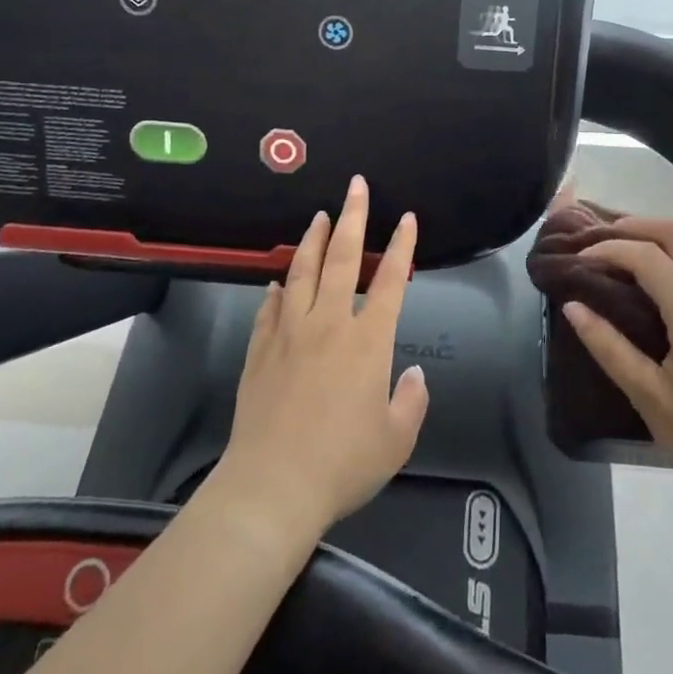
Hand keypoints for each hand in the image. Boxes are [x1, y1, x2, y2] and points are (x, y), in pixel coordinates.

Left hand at [213, 176, 428, 540]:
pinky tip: (276, 281)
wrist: (272, 486)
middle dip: (354, 217)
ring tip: (320, 217)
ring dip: (313, 240)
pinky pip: (269, 308)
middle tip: (356, 186)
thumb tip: (414, 375)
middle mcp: (328, 324)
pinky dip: (276, 290)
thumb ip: (411, 401)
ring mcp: (289, 333)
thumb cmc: (342, 464)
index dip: (402, 246)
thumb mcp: (396, 440)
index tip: (407, 218)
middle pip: (343, 258)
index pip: (389, 281)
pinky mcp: (259, 350)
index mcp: (367, 341)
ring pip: (302, 272)